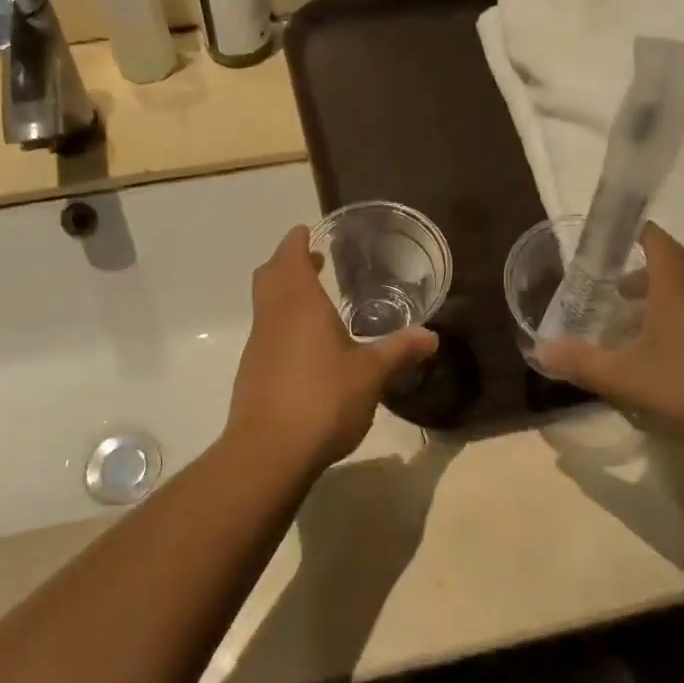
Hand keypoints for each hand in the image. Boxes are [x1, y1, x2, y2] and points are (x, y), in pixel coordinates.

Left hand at [228, 227, 437, 475]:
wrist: (269, 451)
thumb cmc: (323, 399)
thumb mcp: (371, 374)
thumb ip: (399, 351)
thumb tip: (431, 336)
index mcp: (299, 304)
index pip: (288, 257)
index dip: (295, 241)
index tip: (306, 231)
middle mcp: (273, 317)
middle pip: (269, 276)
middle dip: (288, 263)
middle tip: (313, 261)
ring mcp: (258, 346)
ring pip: (266, 306)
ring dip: (284, 295)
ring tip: (316, 304)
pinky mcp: (252, 373)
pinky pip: (266, 334)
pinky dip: (283, 326)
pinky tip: (307, 350)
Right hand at [535, 224, 683, 467]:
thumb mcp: (627, 379)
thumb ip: (582, 363)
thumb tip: (541, 350)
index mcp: (678, 287)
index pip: (655, 240)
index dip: (631, 234)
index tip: (605, 241)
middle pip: (670, 271)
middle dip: (637, 278)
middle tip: (606, 293)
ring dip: (658, 307)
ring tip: (630, 331)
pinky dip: (680, 330)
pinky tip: (667, 364)